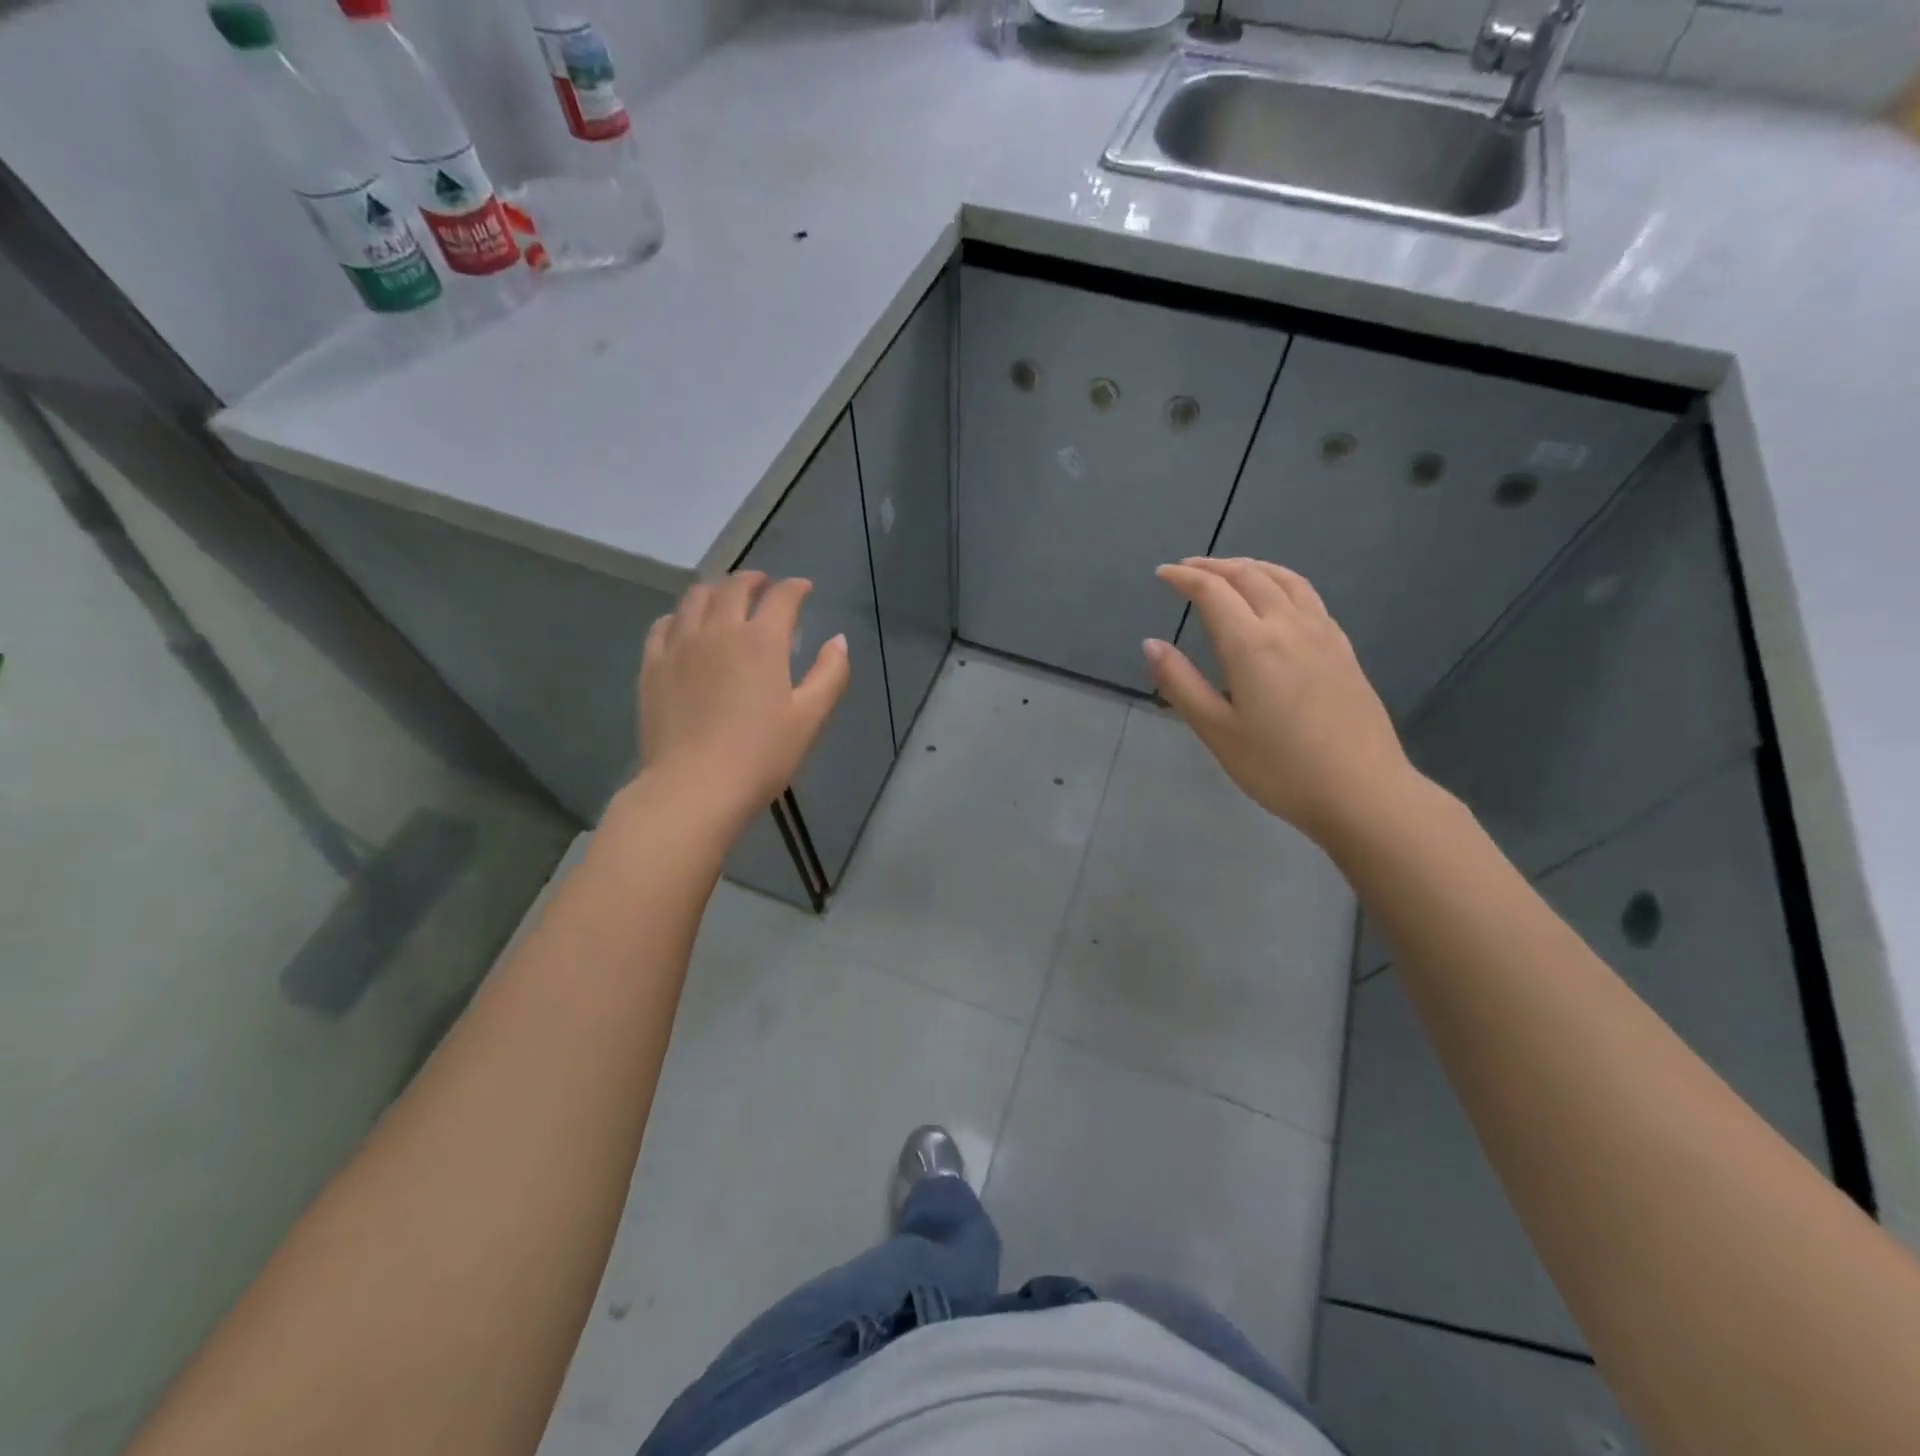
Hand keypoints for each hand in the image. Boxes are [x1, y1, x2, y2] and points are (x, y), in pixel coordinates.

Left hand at [638, 571, 849, 828]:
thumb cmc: (761, 755)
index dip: (795, 588)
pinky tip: (685, 625)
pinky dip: (680, 615)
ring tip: (725, 596)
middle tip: (764, 584)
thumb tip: (838, 640)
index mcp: (761, 641)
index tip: (804, 588)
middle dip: (753, 580)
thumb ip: (830, 674)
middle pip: (733, 587)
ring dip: (715, 589)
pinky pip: (663, 624)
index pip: (781, 597)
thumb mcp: (810, 718)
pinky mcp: (652, 666)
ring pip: (695, 598)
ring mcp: (680, 646)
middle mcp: (718, 630)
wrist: (694, 787)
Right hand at [1144, 557, 1419, 848]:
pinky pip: (1309, 596)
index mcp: (1251, 645)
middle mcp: (1288, 626)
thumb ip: (1181, 684)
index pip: (1213, 592)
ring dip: (1251, 566)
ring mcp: (1322, 634)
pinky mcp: (1343, 649)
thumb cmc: (1279, 768)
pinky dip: (1282, 582)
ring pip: (1285, 579)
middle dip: (1214, 566)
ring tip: (1229, 571)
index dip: (1184, 577)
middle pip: (1249, 575)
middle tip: (1188, 569)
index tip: (1162, 573)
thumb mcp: (1217, 732)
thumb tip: (1151, 643)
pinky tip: (1278, 598)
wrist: (1362, 792)